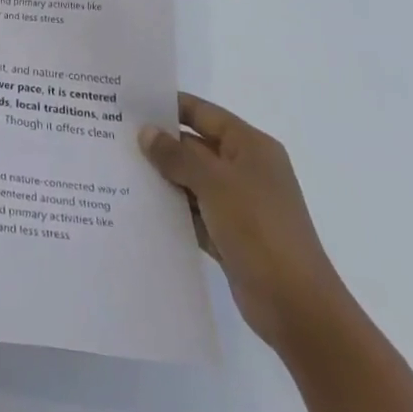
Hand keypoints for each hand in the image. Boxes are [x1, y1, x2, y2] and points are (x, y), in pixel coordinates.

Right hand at [139, 94, 350, 352]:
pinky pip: (193, 212)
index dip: (169, 106)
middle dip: (159, 144)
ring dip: (162, 178)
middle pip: (195, 146)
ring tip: (118, 169)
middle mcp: (245, 170)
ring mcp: (238, 204)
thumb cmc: (260, 230)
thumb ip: (177, 156)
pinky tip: (139, 206)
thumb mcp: (215, 184)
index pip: (203, 113)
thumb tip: (146, 132)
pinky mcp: (229, 235)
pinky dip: (172, 209)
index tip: (131, 103)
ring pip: (191, 180)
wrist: (298, 308)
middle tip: (114, 137)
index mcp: (250, 147)